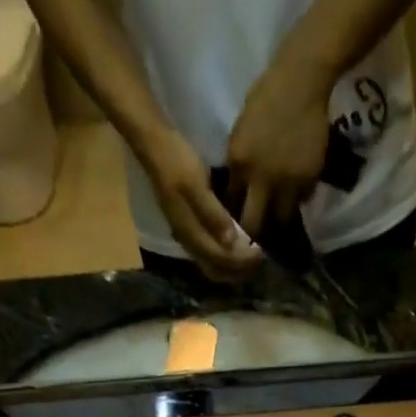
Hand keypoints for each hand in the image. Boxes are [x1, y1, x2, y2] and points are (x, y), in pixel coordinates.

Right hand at [138, 125, 263, 282]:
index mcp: (190, 233)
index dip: (242, 260)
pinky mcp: (189, 230)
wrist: (154, 146)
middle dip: (239, 269)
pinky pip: (210, 255)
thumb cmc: (177, 161)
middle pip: (217, 270)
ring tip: (252, 256)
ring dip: (233, 266)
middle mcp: (188, 242)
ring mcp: (187, 237)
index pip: (220, 259)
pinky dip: (226, 258)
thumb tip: (231, 242)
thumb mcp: (195, 184)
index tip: (261, 252)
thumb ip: (212, 214)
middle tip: (259, 258)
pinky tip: (238, 247)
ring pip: (213, 266)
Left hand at [226, 50, 334, 242]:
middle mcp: (262, 178)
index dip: (234, 216)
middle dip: (254, 233)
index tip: (237, 224)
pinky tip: (297, 188)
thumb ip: (239, 162)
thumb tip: (238, 189)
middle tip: (256, 237)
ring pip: (282, 217)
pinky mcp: (309, 180)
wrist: (301, 81)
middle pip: (254, 223)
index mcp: (239, 162)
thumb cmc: (266, 97)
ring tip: (280, 215)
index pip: (232, 203)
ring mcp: (287, 182)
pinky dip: (298, 198)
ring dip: (279, 218)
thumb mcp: (241, 130)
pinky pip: (302, 199)